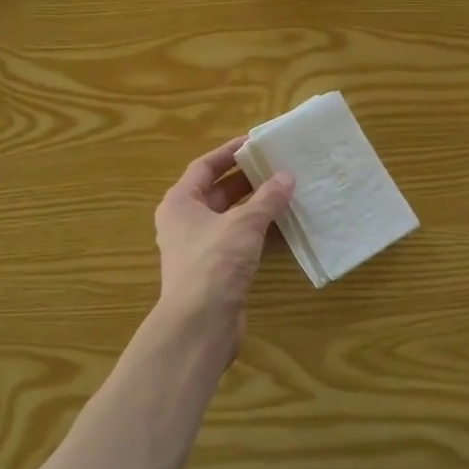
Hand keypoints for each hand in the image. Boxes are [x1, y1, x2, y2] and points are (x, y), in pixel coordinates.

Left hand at [152, 137, 293, 362]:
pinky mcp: (216, 271)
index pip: (204, 167)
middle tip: (278, 166)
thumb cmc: (214, 262)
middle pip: (218, 192)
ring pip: (231, 218)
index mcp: (180, 203)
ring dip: (256, 207)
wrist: (200, 325)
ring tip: (287, 192)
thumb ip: (267, 198)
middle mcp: (185, 222)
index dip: (229, 152)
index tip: (255, 142)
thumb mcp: (244, 224)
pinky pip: (239, 241)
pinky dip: (259, 233)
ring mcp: (200, 248)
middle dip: (247, 179)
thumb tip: (287, 177)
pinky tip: (285, 227)